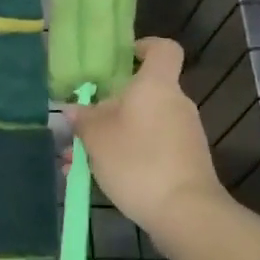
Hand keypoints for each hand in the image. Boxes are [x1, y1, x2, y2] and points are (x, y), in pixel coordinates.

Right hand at [68, 38, 228, 238]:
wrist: (185, 212)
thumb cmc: (138, 161)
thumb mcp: (97, 138)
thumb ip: (83, 119)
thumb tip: (74, 109)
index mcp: (156, 85)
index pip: (162, 49)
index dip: (143, 47)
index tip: (120, 59)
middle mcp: (175, 103)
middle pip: (143, 92)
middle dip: (110, 105)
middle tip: (82, 123)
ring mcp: (183, 134)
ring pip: (141, 124)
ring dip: (111, 136)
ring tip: (76, 160)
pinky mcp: (184, 161)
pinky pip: (149, 147)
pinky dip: (125, 155)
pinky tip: (95, 178)